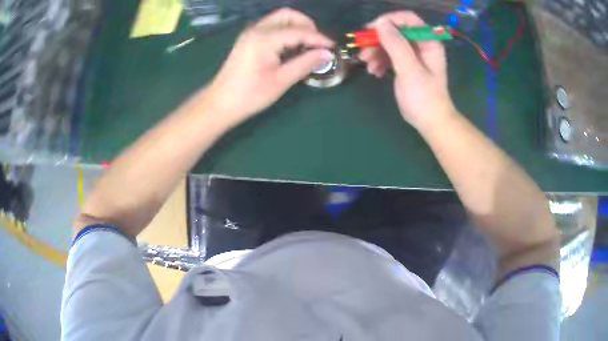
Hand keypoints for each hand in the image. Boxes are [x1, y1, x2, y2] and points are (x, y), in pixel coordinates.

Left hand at [205, 8, 333, 125]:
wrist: (220, 103)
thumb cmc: (249, 96)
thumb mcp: (280, 81)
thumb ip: (305, 64)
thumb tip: (327, 54)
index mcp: (264, 39)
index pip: (298, 31)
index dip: (319, 38)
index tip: (333, 48)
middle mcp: (256, 29)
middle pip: (288, 15)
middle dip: (307, 25)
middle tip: (317, 43)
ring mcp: (250, 33)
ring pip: (279, 19)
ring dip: (296, 27)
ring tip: (307, 46)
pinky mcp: (248, 39)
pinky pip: (272, 27)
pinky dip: (286, 31)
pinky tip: (292, 47)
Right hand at [359, 11, 456, 130]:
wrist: (431, 123)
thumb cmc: (424, 98)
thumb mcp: (409, 69)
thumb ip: (396, 44)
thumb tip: (381, 23)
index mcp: (428, 42)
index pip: (407, 19)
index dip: (388, 20)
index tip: (370, 30)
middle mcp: (422, 45)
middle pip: (396, 31)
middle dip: (378, 40)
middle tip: (363, 52)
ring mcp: (414, 55)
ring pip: (391, 43)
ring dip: (376, 52)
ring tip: (368, 66)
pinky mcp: (407, 65)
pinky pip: (391, 56)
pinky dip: (381, 61)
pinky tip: (375, 72)